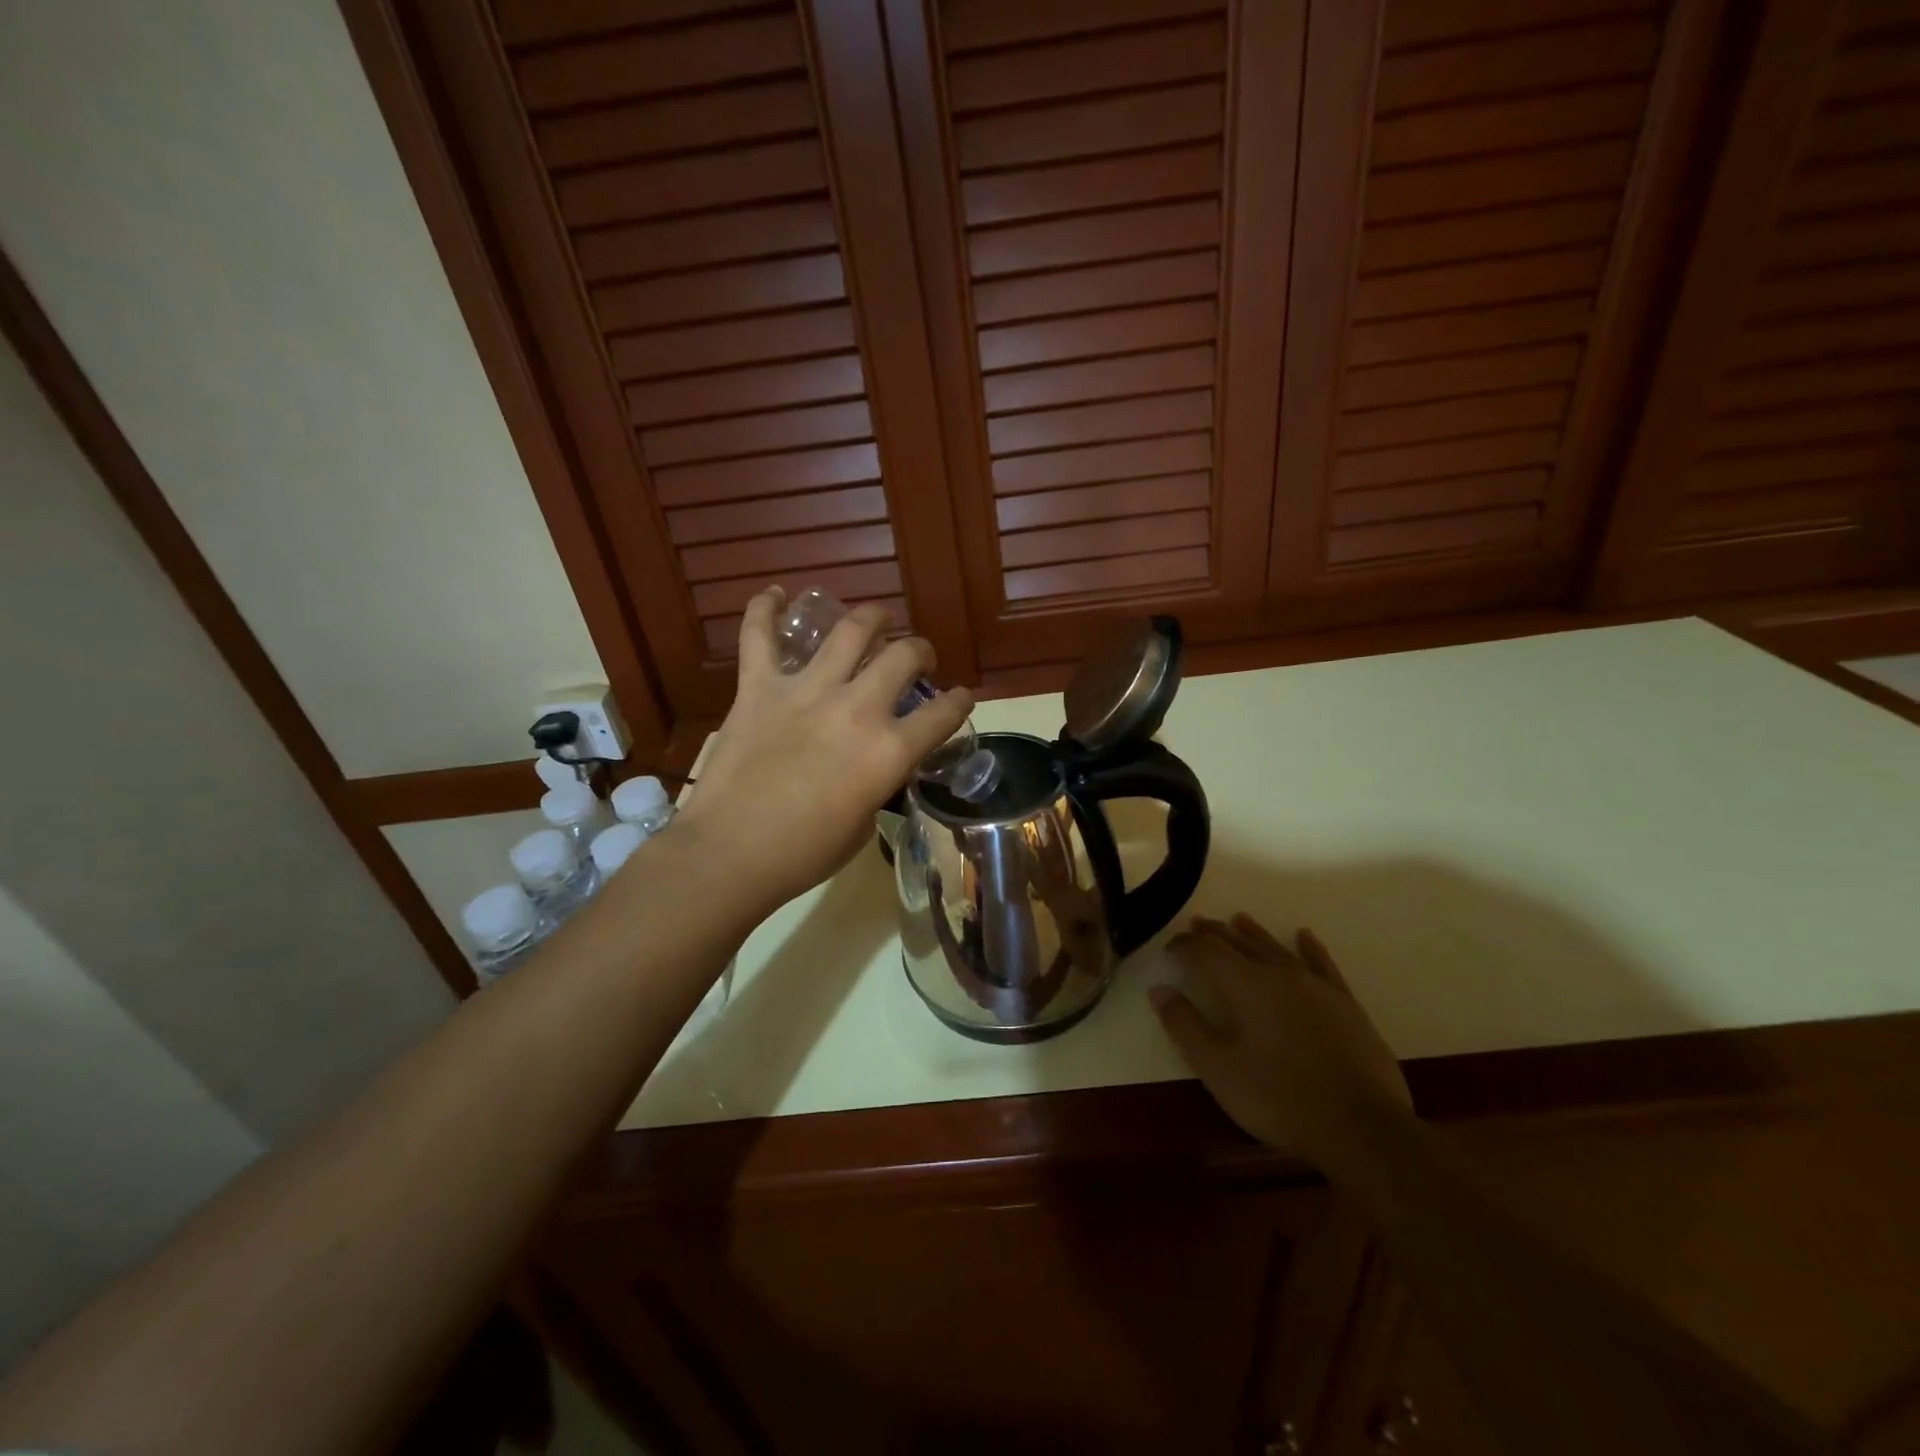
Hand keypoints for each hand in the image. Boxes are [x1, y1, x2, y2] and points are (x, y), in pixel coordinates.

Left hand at [672, 587, 970, 913]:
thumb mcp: (863, 824)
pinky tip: (775, 595)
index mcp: (888, 751)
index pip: (943, 713)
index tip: (961, 697)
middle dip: (920, 652)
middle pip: (904, 656)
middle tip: (915, 659)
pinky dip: (764, 610)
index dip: (960, 701)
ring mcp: (805, 691)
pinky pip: (759, 637)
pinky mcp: (758, 688)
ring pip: (849, 630)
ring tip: (874, 620)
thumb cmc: (803, 854)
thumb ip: (879, 782)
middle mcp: (856, 709)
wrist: (729, 855)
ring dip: (870, 618)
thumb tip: (877, 763)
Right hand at [1151, 915, 1411, 1172]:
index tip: (1169, 948)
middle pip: (1240, 944)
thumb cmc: (1279, 1098)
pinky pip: (1322, 965)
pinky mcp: (1346, 1005)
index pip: (1206, 951)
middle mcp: (1280, 974)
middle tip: (1197, 923)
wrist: (1363, 1128)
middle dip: (1215, 934)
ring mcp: (1317, 987)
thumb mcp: (1218, 1068)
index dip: (1184, 946)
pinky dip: (1309, 948)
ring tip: (1238, 919)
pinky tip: (1304, 937)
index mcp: (1246, 985)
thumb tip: (1159, 990)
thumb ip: (1185, 1026)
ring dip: (1254, 934)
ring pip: (1277, 949)